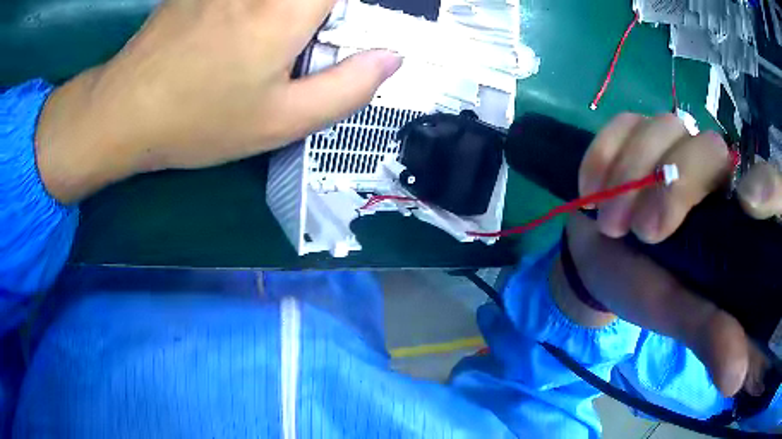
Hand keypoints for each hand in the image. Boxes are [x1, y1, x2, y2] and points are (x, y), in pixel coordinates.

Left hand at [34, 0, 401, 203]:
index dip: (358, 6)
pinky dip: (259, 9)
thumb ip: (348, 88)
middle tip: (318, 36)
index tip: (352, 23)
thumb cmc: (199, 120)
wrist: (126, 111)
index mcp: (290, 8)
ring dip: (296, 13)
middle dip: (327, 14)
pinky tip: (244, 29)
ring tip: (279, 43)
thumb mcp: (281, 122)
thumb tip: (391, 57)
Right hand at [555, 113, 781, 396]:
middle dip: (668, 185)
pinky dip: (603, 153)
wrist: (597, 261)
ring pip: (660, 128)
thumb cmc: (642, 288)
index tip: (701, 215)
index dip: (742, 183)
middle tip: (639, 232)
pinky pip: (621, 123)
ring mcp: (667, 140)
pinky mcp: (631, 130)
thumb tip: (735, 382)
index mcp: (726, 208)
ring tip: (607, 220)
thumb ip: (711, 336)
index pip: (748, 180)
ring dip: (629, 173)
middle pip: (703, 146)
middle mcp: (706, 165)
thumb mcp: (678, 315)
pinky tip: (591, 186)